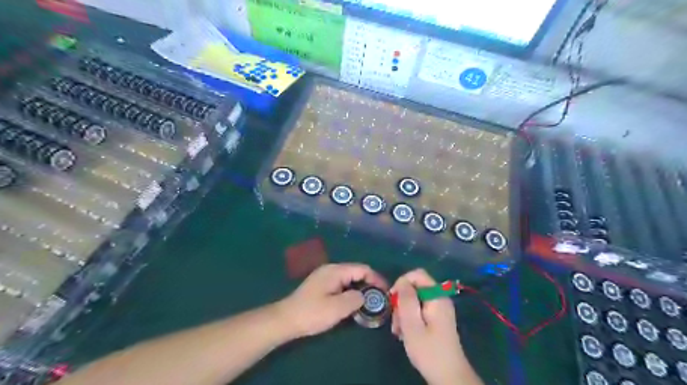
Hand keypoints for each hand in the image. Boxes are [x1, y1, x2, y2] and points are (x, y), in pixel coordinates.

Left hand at [277, 263, 385, 337]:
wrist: (286, 319)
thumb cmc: (312, 313)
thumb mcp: (337, 308)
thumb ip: (355, 299)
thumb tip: (364, 296)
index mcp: (336, 271)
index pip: (362, 269)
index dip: (376, 279)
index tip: (386, 292)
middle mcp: (331, 270)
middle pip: (356, 272)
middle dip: (370, 284)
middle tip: (380, 299)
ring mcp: (325, 277)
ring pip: (350, 279)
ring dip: (361, 289)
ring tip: (370, 303)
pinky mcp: (322, 286)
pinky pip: (342, 284)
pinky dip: (351, 291)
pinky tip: (353, 303)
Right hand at [388, 269, 475, 383]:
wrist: (448, 376)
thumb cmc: (428, 350)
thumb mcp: (412, 324)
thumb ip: (406, 299)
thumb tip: (401, 281)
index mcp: (437, 296)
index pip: (417, 274)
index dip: (402, 282)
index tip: (392, 299)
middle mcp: (439, 298)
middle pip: (415, 287)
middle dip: (401, 301)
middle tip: (396, 321)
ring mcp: (438, 309)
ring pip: (414, 299)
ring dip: (403, 312)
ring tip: (399, 331)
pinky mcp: (436, 318)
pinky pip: (419, 310)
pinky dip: (410, 318)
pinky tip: (405, 333)